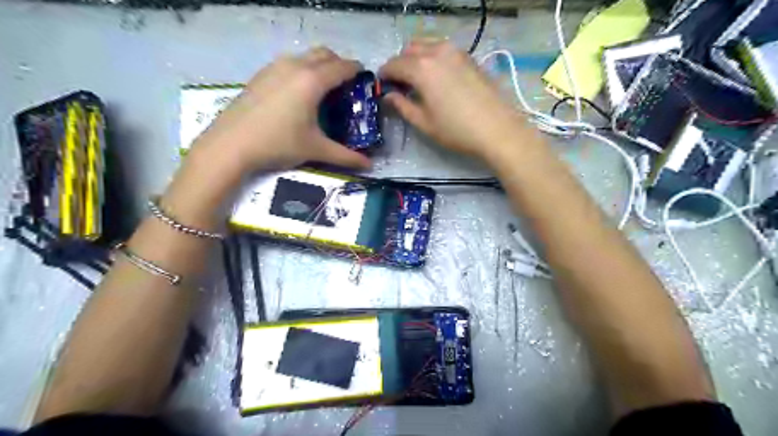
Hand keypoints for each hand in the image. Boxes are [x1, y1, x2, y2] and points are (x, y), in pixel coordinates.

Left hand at [193, 47, 371, 175]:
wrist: (231, 144)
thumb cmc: (278, 144)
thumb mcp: (315, 149)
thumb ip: (345, 156)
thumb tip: (369, 165)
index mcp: (312, 81)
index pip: (342, 67)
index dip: (357, 71)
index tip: (366, 80)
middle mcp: (294, 66)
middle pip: (324, 54)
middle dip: (339, 64)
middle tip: (346, 85)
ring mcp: (274, 67)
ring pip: (305, 56)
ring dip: (319, 65)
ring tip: (324, 90)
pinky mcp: (261, 74)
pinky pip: (289, 63)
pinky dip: (302, 70)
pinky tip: (298, 94)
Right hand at [381, 39, 531, 163]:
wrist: (498, 129)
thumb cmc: (457, 130)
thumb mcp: (424, 122)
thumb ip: (402, 106)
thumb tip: (389, 96)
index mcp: (421, 68)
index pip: (394, 64)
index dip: (385, 75)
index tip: (383, 87)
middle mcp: (437, 52)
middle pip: (409, 49)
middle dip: (400, 64)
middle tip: (400, 85)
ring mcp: (456, 51)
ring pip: (427, 45)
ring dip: (416, 58)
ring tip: (418, 81)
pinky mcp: (469, 57)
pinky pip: (443, 50)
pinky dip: (433, 58)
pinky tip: (437, 79)